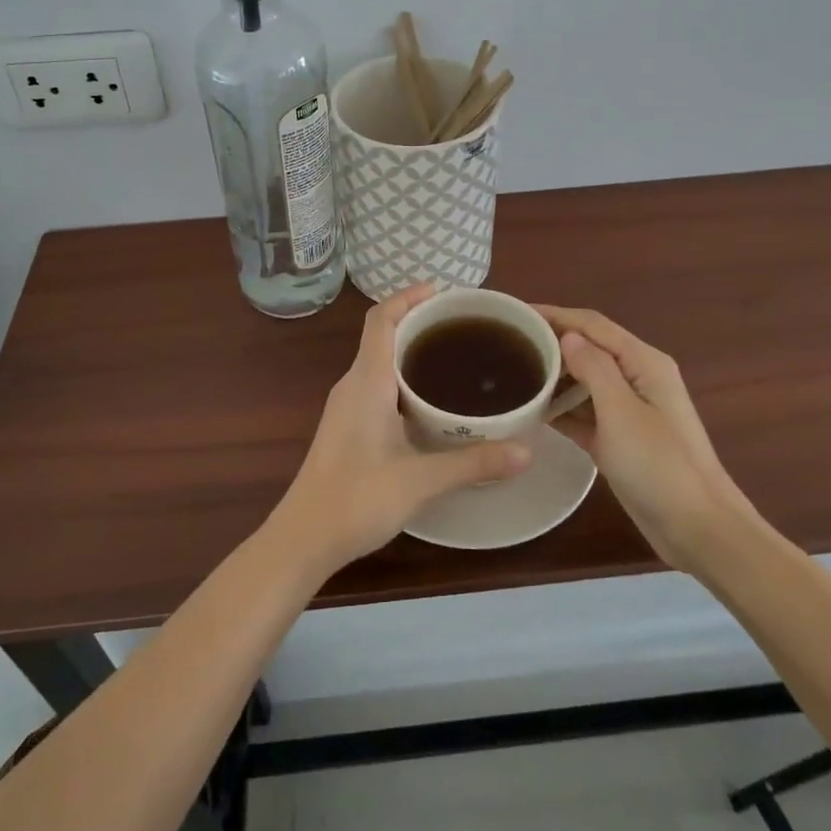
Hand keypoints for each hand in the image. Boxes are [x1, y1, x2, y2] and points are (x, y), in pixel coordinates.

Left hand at [269, 285, 532, 577]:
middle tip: (465, 326)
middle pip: (383, 335)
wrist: (303, 538)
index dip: (409, 297)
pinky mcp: (348, 426)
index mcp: (366, 381)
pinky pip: (378, 384)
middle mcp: (353, 384)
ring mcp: (347, 406)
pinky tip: (432, 402)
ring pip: (380, 361)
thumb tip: (526, 451)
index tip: (444, 292)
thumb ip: (473, 463)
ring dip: (411, 351)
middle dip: (419, 322)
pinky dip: (404, 378)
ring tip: (456, 356)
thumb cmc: (356, 499)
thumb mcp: (420, 480)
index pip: (382, 319)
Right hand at [536, 306, 750, 573]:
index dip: (555, 314)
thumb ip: (594, 368)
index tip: (514, 313)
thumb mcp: (622, 412)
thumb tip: (567, 336)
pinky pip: (584, 413)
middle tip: (507, 344)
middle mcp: (637, 378)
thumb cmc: (660, 466)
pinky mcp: (620, 439)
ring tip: (513, 373)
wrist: (699, 530)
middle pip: (589, 348)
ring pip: (584, 381)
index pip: (593, 324)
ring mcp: (629, 411)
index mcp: (643, 362)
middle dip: (551, 341)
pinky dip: (561, 409)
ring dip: (554, 375)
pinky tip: (531, 411)